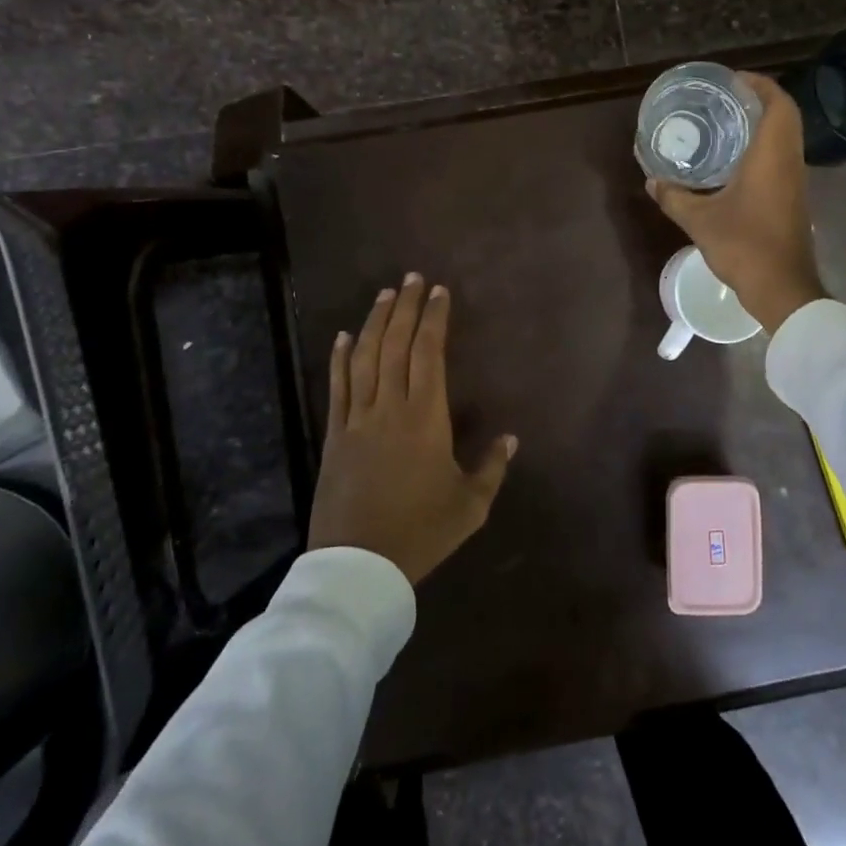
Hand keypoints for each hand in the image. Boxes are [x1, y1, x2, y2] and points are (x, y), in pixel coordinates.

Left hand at [308, 274, 517, 584]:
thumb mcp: (470, 506)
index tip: (440, 292)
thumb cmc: (421, 532)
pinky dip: (340, 358)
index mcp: (425, 417)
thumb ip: (492, 468)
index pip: (428, 353)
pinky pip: (338, 387)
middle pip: (396, 345)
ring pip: (365, 358)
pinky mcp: (334, 435)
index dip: (434, 319)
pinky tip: (343, 336)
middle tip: (414, 278)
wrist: (358, 566)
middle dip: (407, 308)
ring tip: (386, 294)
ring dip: (375, 322)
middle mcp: (390, 407)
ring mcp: (357, 419)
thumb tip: (511, 437)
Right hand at [648, 72, 825, 333]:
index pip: (778, 104)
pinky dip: (763, 147)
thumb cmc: (745, 246)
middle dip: (758, 100)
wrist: (782, 288)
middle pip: (785, 116)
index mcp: (772, 156)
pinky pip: (781, 158)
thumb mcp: (700, 221)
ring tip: (726, 122)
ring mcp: (795, 181)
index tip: (732, 79)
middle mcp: (789, 162)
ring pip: (785, 138)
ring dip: (762, 124)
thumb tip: (652, 181)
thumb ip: (674, 197)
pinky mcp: (793, 199)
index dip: (759, 84)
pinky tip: (734, 160)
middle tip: (724, 98)